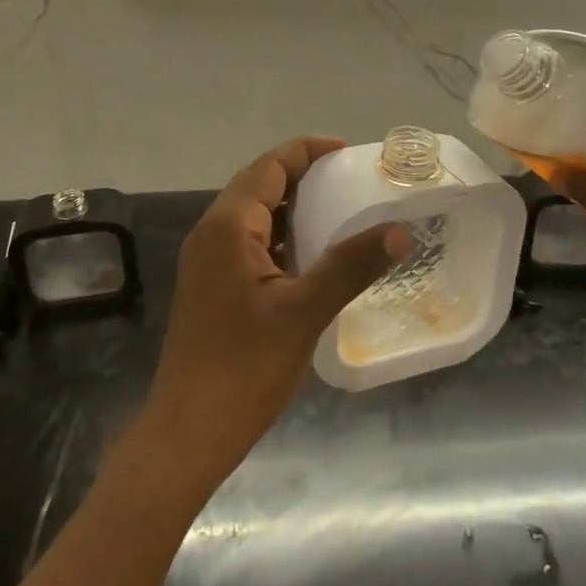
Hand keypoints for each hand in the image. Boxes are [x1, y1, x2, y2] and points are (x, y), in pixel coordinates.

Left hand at [134, 137, 407, 489]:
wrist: (187, 434)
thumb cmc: (244, 368)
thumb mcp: (304, 312)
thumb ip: (350, 266)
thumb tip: (398, 231)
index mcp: (228, 226)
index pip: (269, 166)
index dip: (307, 151)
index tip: (348, 153)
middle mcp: (211, 233)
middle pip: (258, 183)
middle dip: (301, 174)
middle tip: (348, 180)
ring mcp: (206, 261)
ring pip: (252, 213)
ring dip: (290, 205)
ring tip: (336, 211)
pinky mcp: (210, 285)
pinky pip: (247, 241)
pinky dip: (278, 234)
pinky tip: (308, 256)